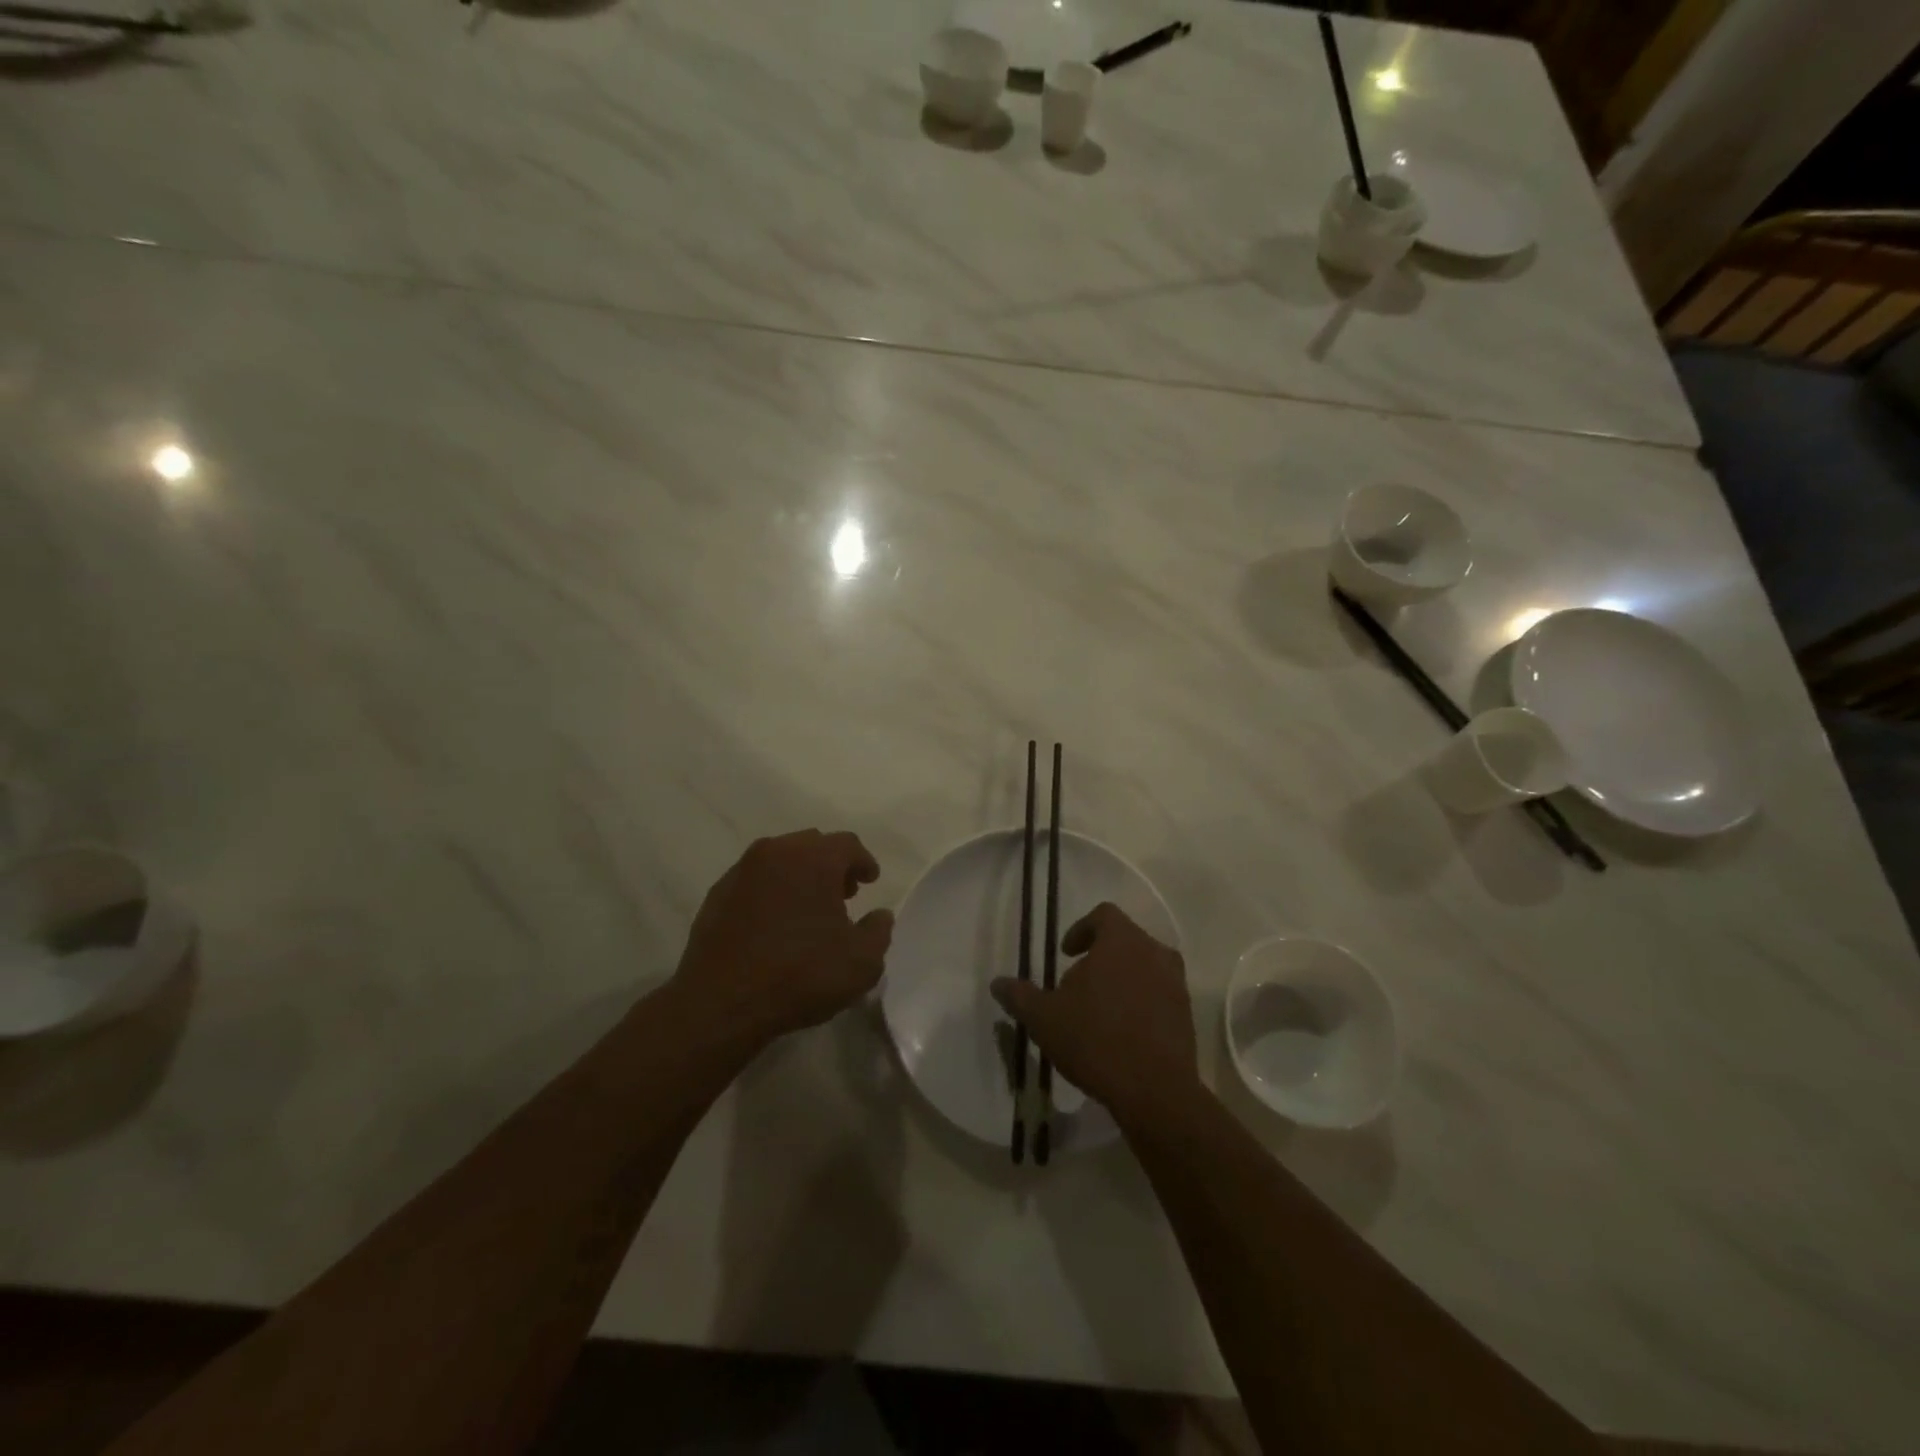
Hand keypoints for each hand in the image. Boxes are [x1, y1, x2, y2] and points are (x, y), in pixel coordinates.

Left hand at [673, 830, 892, 1046]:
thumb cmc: (800, 974)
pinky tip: (775, 922)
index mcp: (814, 858)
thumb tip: (880, 915)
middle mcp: (776, 852)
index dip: (863, 862)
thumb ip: (878, 931)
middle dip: (831, 865)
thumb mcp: (861, 962)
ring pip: (780, 860)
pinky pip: (754, 881)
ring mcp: (741, 871)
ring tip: (808, 909)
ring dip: (799, 876)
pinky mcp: (717, 894)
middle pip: (812, 845)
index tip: (870, 881)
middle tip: (843, 894)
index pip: (847, 844)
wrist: (721, 1002)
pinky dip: (771, 891)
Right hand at [991, 902, 1196, 1123]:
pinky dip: (1140, 1003)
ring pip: (1144, 967)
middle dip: (1100, 957)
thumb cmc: (1094, 1039)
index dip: (1081, 929)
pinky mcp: (1186, 1014)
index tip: (1066, 954)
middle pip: (1125, 940)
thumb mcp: (1044, 1018)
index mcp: (1121, 941)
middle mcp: (1154, 952)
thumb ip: (1019, 996)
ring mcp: (1175, 984)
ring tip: (1099, 1011)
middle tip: (1076, 986)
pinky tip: (1121, 1033)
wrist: (1155, 1091)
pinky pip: (1159, 995)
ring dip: (1122, 980)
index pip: (1103, 915)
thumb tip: (997, 983)